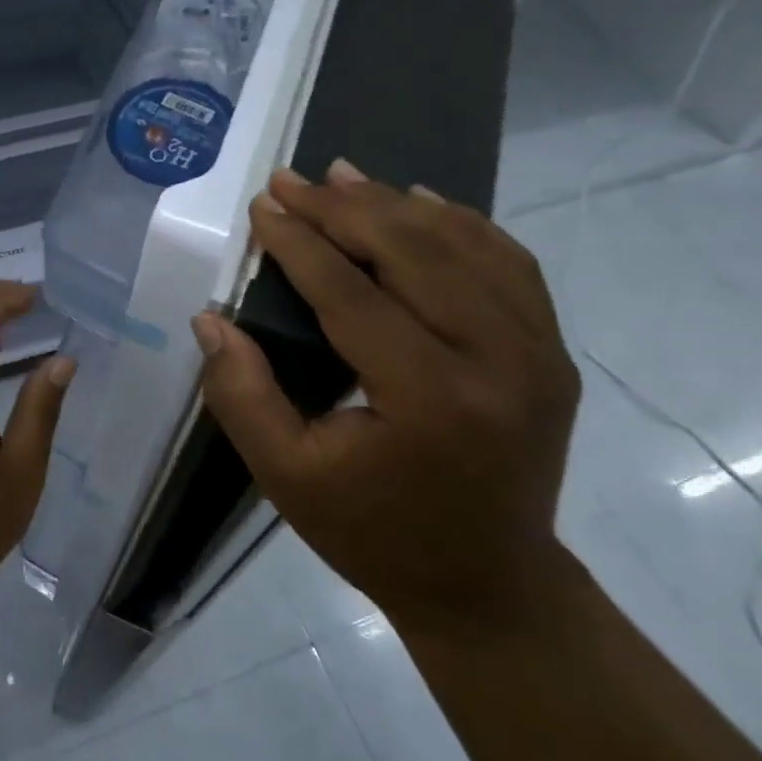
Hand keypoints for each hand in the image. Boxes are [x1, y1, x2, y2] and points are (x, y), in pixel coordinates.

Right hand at [193, 163, 580, 627]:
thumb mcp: (286, 476)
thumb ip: (241, 394)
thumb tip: (211, 318)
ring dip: (399, 204)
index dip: (301, 244)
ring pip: (466, 246)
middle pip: (416, 253)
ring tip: (344, 176)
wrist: (486, 584)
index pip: (353, 294)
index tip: (263, 206)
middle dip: (345, 208)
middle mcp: (498, 362)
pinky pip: (508, 263)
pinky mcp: (550, 352)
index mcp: (431, 399)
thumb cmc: (373, 533)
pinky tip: (421, 204)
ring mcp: (538, 353)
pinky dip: (460, 224)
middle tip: (293, 179)